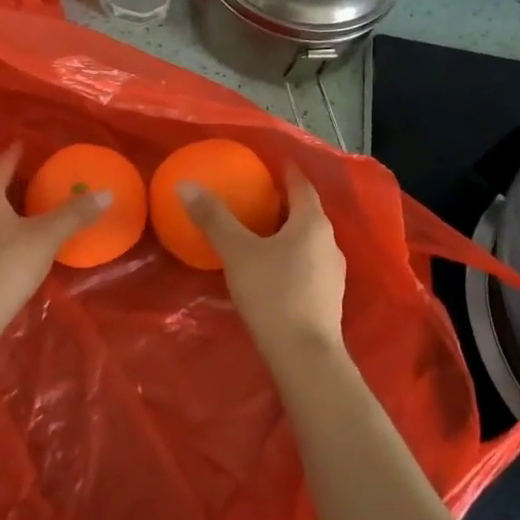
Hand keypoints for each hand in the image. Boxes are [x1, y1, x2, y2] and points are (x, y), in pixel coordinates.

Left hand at [0, 143, 109, 352]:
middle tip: (35, 177)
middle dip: (11, 179)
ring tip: (25, 205)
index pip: (3, 162)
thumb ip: (74, 214)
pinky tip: (8, 235)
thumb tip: (106, 193)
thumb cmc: (6, 265)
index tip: (27, 145)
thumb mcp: (45, 237)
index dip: (18, 153)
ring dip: (2, 204)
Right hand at [181, 166, 347, 366]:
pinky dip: (292, 257)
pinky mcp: (328, 298)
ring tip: (262, 232)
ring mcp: (333, 272)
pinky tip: (272, 269)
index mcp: (312, 224)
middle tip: (258, 197)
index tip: (273, 163)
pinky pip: (309, 264)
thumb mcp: (237, 252)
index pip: (302, 187)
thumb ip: (213, 218)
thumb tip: (186, 185)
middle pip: (307, 213)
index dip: (287, 173)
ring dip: (289, 232)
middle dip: (285, 204)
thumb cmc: (272, 294)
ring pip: (309, 241)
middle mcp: (329, 242)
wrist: (304, 355)